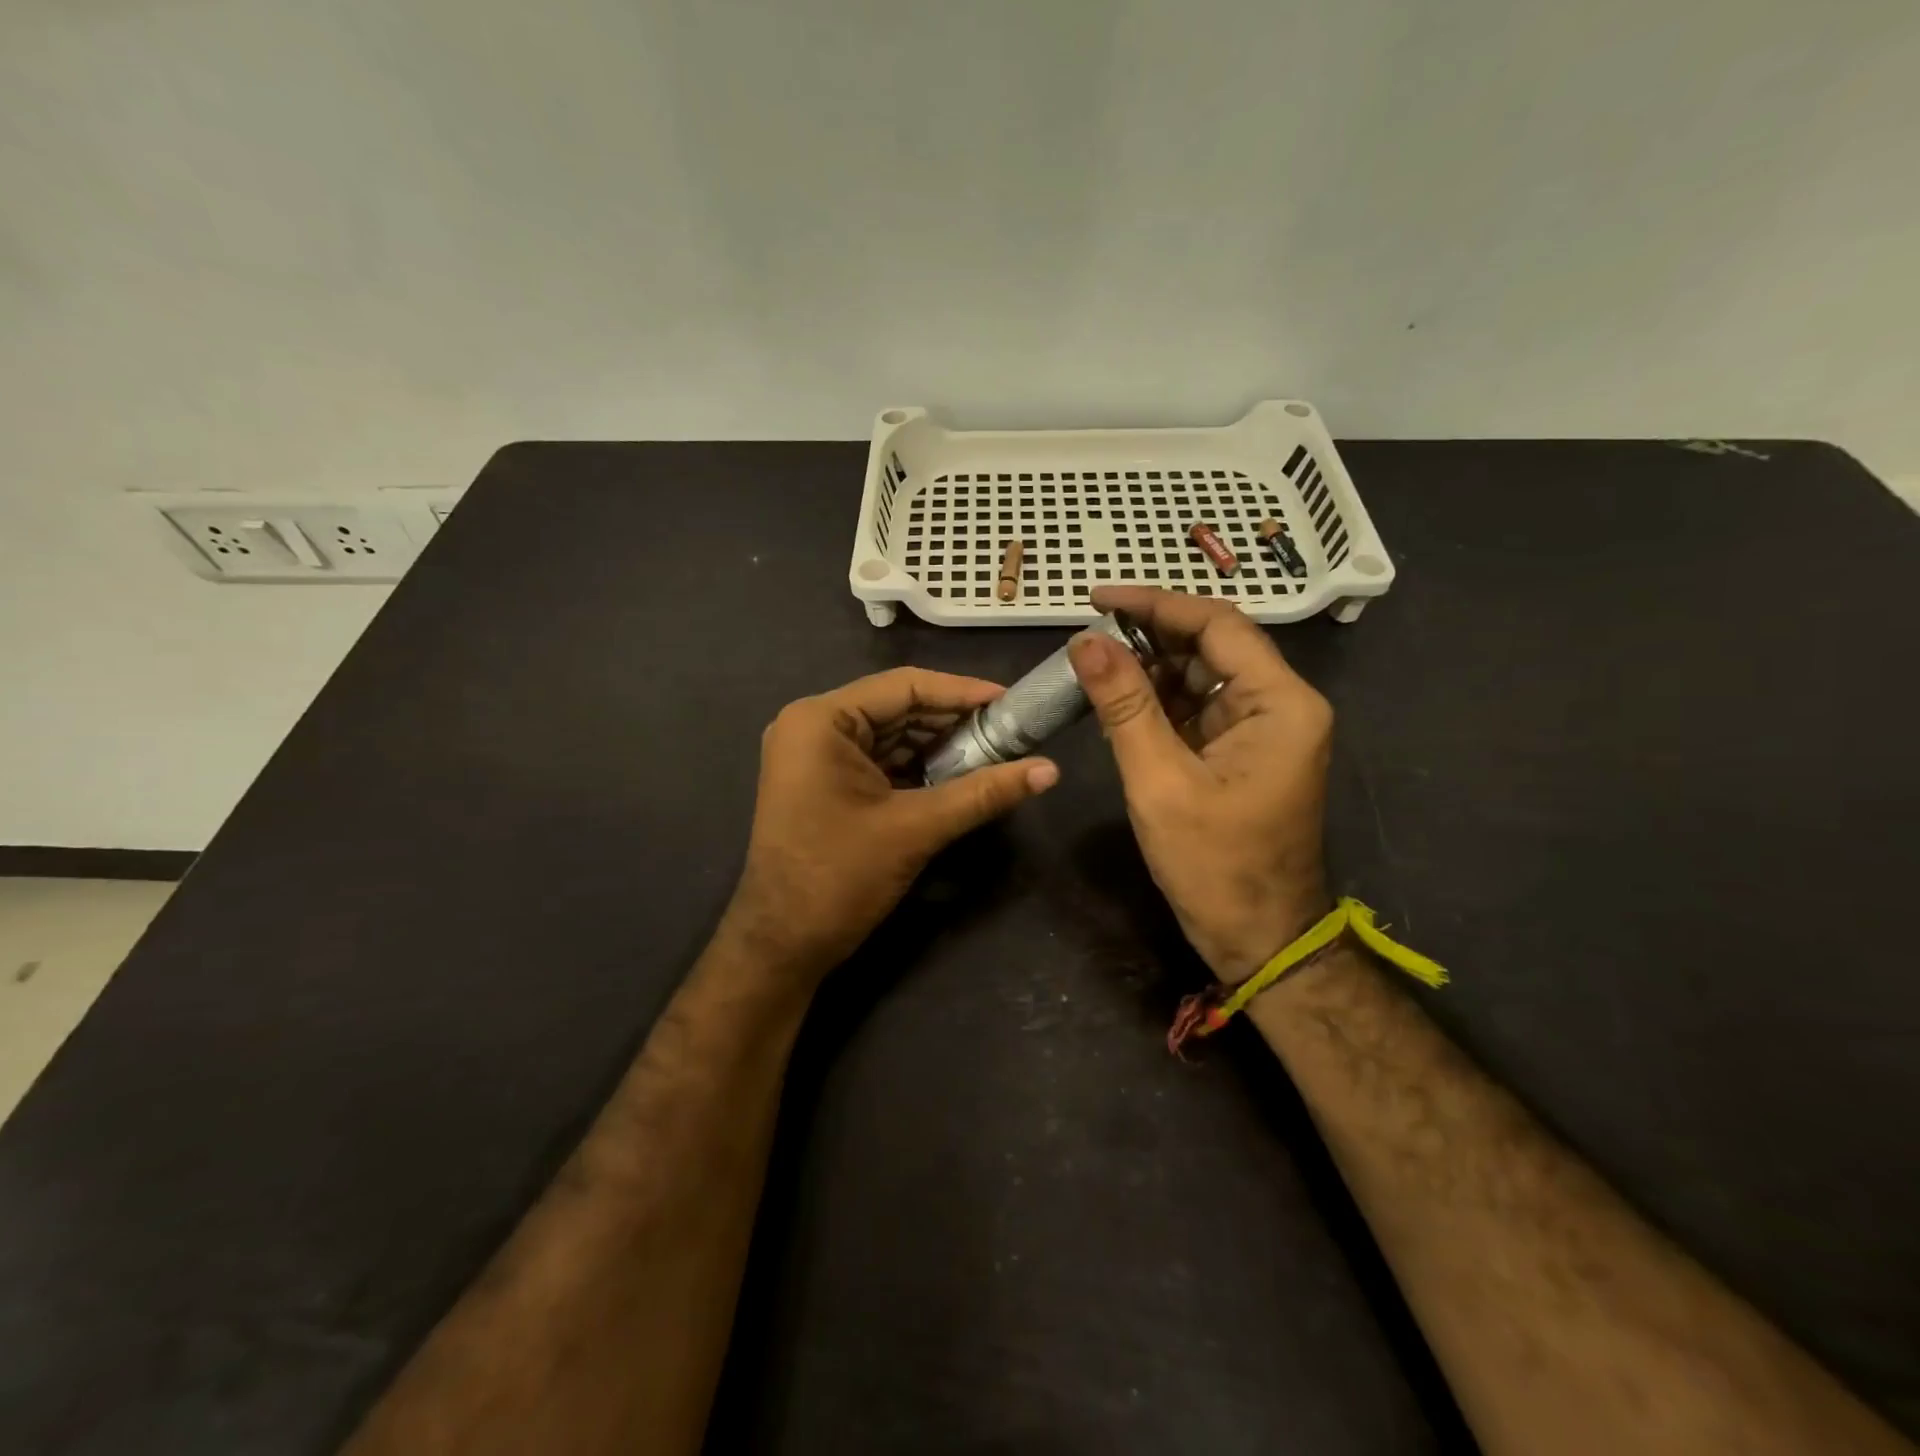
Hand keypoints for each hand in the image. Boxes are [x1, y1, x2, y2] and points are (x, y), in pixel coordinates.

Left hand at [721, 667, 1058, 983]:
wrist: (781, 946)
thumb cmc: (839, 878)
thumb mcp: (916, 829)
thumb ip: (983, 793)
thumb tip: (1051, 771)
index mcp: (821, 720)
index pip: (904, 687)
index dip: (962, 692)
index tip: (1011, 700)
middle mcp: (812, 726)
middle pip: (897, 708)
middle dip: (953, 721)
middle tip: (1010, 729)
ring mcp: (814, 755)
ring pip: (891, 735)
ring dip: (939, 745)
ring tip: (994, 750)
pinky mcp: (823, 782)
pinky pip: (879, 760)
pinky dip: (917, 766)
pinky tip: (959, 774)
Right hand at [1069, 586, 1332, 983]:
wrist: (1258, 939)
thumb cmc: (1214, 864)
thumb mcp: (1159, 781)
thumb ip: (1124, 706)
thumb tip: (1086, 642)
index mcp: (1280, 703)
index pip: (1217, 626)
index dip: (1155, 605)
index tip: (1097, 600)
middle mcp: (1281, 706)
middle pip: (1212, 647)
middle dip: (1149, 637)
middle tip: (1089, 636)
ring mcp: (1263, 730)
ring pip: (1202, 677)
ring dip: (1150, 670)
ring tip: (1094, 667)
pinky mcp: (1243, 753)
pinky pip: (1198, 711)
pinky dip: (1158, 703)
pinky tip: (1118, 703)